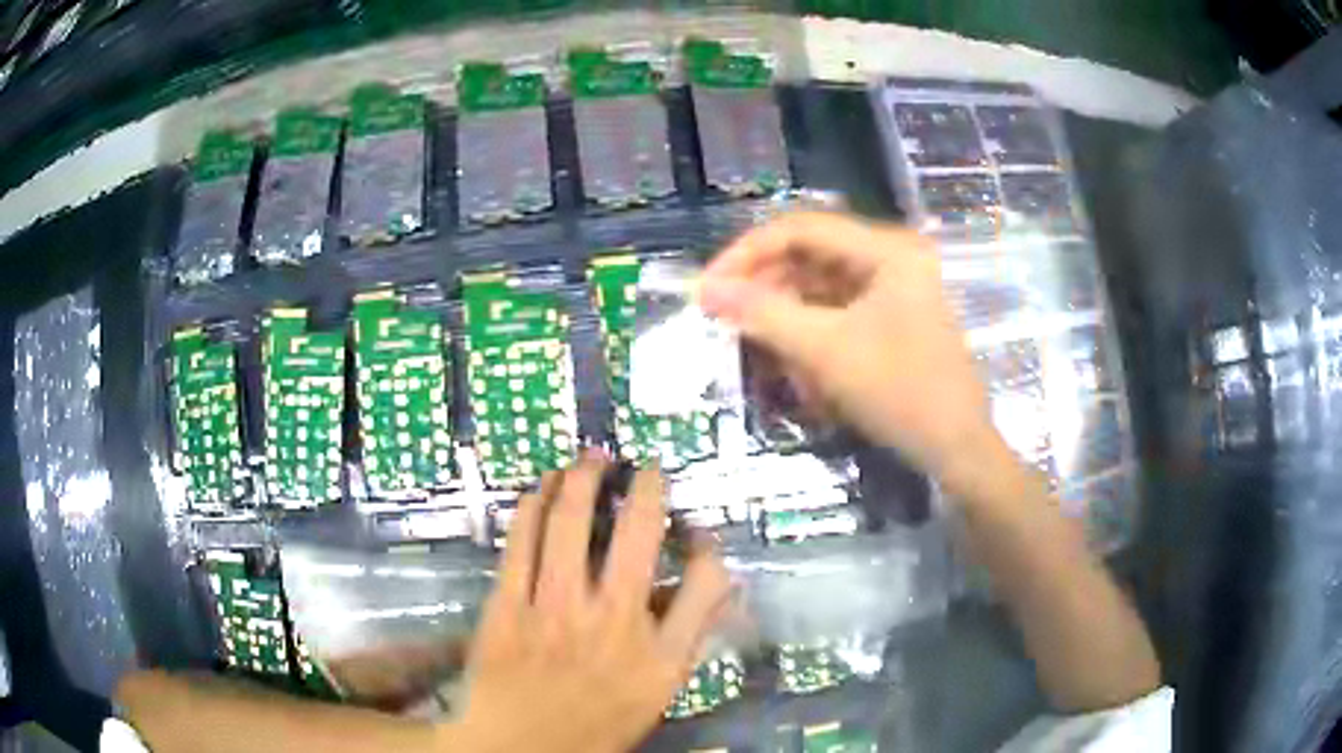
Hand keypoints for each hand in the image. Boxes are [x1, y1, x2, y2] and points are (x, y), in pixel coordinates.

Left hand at [447, 453, 731, 752]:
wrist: (515, 749)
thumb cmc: (593, 728)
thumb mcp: (656, 697)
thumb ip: (686, 642)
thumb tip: (715, 589)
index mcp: (659, 657)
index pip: (706, 582)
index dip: (709, 548)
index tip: (698, 532)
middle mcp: (613, 623)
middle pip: (639, 533)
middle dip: (647, 487)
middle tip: (646, 467)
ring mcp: (555, 610)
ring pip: (570, 522)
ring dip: (581, 479)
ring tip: (590, 458)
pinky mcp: (507, 605)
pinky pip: (520, 541)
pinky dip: (532, 506)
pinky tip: (540, 490)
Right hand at [698, 212, 998, 485]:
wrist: (957, 448)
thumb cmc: (900, 392)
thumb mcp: (826, 351)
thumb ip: (763, 314)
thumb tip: (705, 289)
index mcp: (886, 249)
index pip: (801, 229)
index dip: (748, 252)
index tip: (708, 285)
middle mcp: (890, 257)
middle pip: (810, 255)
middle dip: (766, 287)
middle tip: (724, 316)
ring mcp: (893, 288)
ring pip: (820, 286)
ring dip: (786, 314)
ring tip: (758, 347)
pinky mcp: (890, 317)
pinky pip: (837, 312)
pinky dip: (810, 333)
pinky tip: (794, 364)